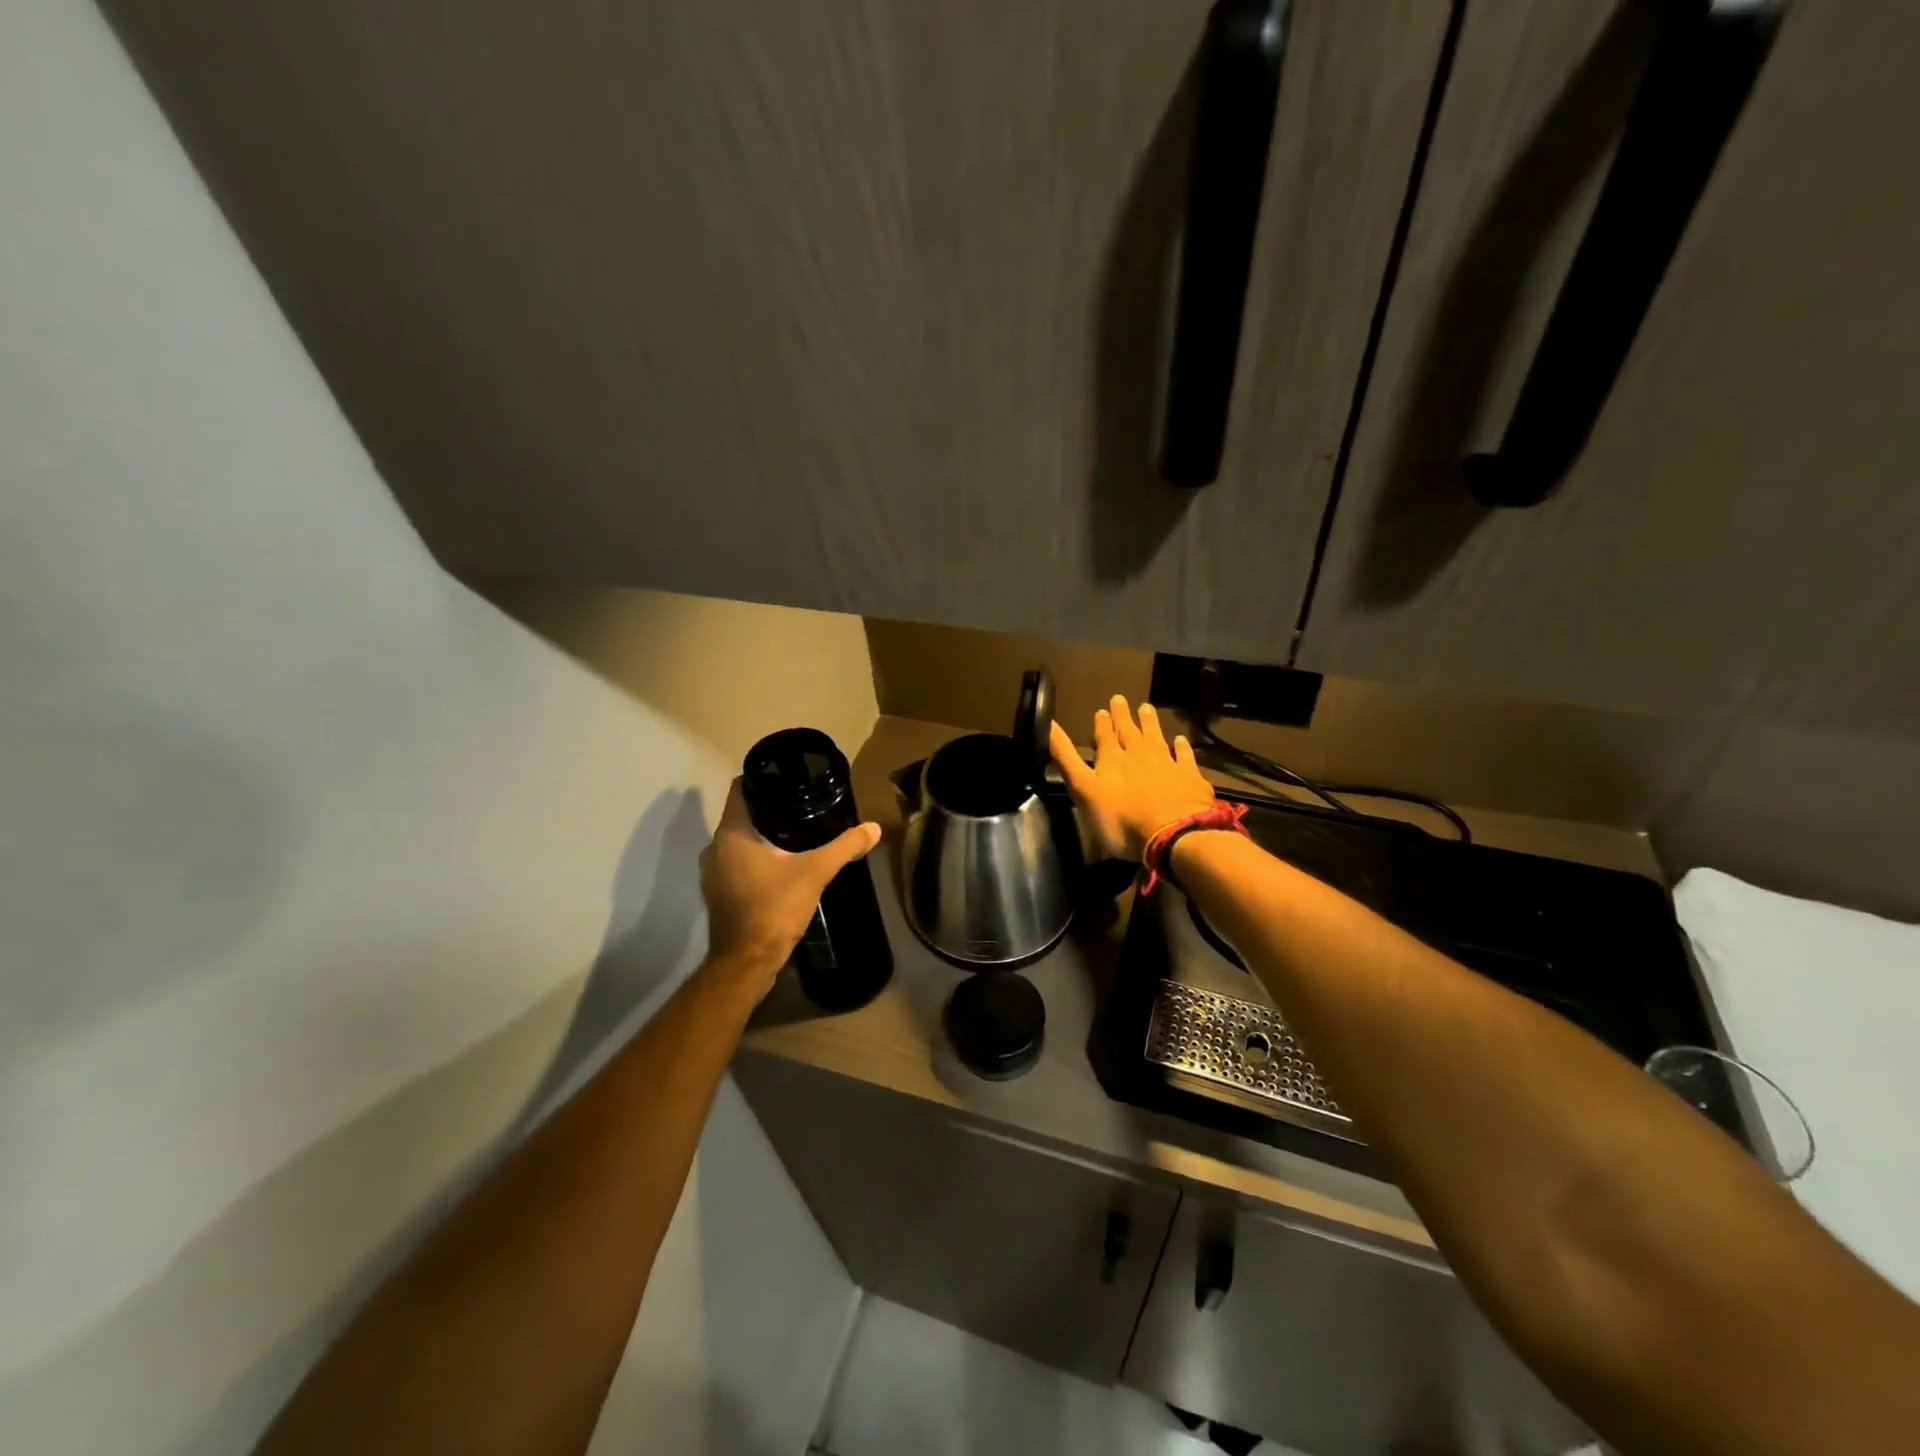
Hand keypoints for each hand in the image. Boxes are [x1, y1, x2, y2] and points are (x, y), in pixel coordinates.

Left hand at [698, 778, 882, 991]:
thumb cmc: (774, 908)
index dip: (763, 779)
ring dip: (762, 837)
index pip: (741, 789)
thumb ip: (844, 847)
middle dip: (770, 810)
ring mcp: (712, 873)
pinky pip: (737, 863)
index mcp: (732, 833)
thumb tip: (874, 828)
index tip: (789, 778)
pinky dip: (756, 859)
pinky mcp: (718, 893)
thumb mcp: (816, 872)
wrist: (747, 962)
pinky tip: (781, 866)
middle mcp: (715, 847)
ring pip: (739, 841)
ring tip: (796, 835)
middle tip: (802, 806)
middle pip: (742, 815)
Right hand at [1049, 695, 1214, 861]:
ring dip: (1150, 723)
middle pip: (1130, 731)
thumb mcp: (1083, 790)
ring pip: (1156, 738)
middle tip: (1120, 699)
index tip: (1101, 710)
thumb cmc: (1120, 819)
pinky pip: (1185, 757)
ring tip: (1146, 708)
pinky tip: (1181, 740)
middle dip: (1123, 716)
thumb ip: (1066, 758)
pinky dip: (1182, 747)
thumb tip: (1048, 724)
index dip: (1102, 723)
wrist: (1173, 835)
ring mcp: (1167, 764)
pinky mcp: (1190, 778)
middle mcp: (1139, 755)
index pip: (1105, 735)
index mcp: (1112, 759)